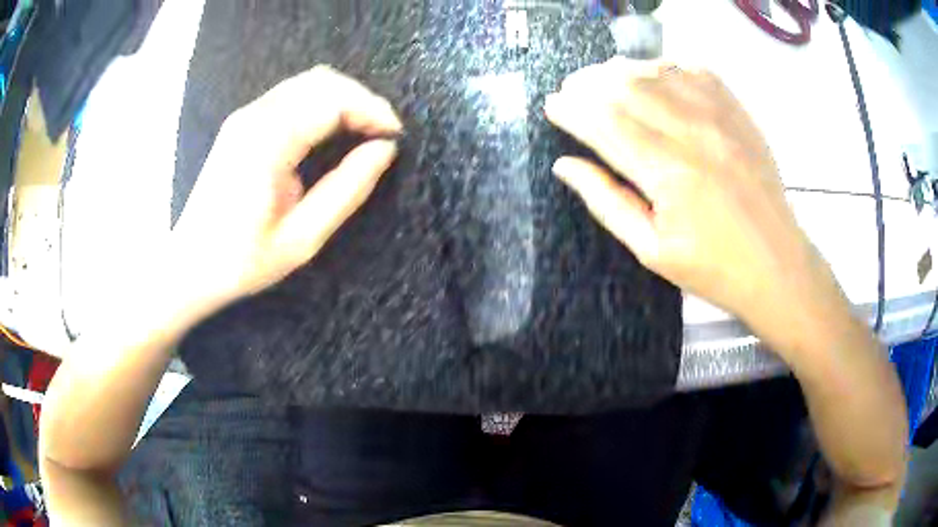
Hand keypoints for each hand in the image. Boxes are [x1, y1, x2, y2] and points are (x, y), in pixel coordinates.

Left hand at [173, 65, 401, 310]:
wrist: (191, 265)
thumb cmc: (243, 260)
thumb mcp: (302, 238)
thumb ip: (347, 189)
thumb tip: (384, 150)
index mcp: (267, 143)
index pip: (332, 100)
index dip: (372, 111)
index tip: (395, 135)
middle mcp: (254, 117)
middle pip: (322, 81)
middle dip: (361, 99)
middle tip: (382, 133)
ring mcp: (245, 116)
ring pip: (308, 82)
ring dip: (343, 99)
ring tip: (364, 130)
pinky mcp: (242, 122)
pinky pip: (291, 95)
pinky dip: (321, 103)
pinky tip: (332, 128)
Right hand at [545, 58, 841, 357]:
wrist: (776, 265)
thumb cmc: (713, 268)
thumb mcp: (651, 251)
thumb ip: (606, 202)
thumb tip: (565, 165)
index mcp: (667, 173)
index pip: (604, 122)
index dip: (571, 109)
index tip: (553, 105)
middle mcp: (692, 133)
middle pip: (626, 86)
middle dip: (589, 83)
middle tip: (572, 90)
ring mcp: (719, 117)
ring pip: (657, 71)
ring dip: (622, 70)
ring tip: (605, 79)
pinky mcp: (738, 113)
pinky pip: (695, 70)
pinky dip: (666, 66)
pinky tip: (655, 76)